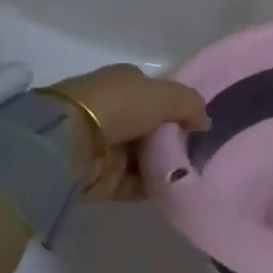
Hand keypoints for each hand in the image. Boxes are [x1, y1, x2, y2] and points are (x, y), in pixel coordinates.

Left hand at [45, 64, 210, 200]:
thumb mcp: (164, 94)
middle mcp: (114, 111)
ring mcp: (106, 145)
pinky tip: (177, 189)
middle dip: (174, 139)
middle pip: (152, 126)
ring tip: (196, 173)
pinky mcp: (101, 177)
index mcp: (123, 83)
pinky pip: (136, 183)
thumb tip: (205, 123)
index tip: (199, 123)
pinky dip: (154, 186)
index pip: (155, 93)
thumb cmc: (118, 106)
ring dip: (166, 164)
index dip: (177, 106)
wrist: (66, 143)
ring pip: (145, 156)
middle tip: (202, 151)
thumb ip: (190, 105)